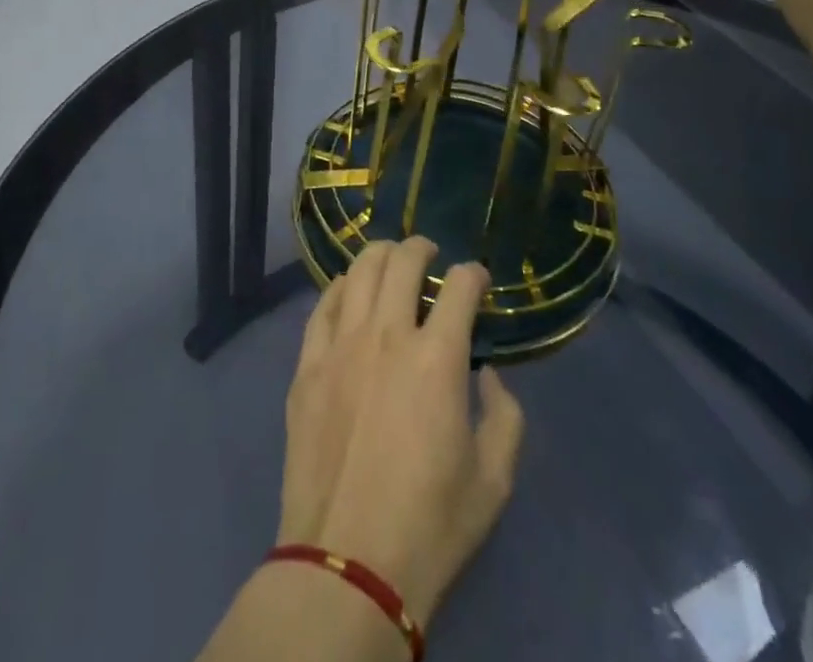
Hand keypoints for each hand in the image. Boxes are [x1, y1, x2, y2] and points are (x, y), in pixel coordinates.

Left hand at [276, 237, 523, 629]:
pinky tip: (349, 290)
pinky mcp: (307, 365)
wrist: (347, 565)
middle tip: (430, 254)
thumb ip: (505, 416)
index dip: (474, 274)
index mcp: (437, 358)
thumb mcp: (494, 480)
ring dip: (380, 255)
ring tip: (390, 258)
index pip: (460, 286)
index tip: (478, 280)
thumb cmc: (430, 525)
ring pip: (359, 271)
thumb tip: (488, 373)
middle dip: (422, 247)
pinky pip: (323, 306)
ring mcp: (341, 346)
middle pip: (403, 261)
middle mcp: (387, 336)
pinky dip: (341, 287)